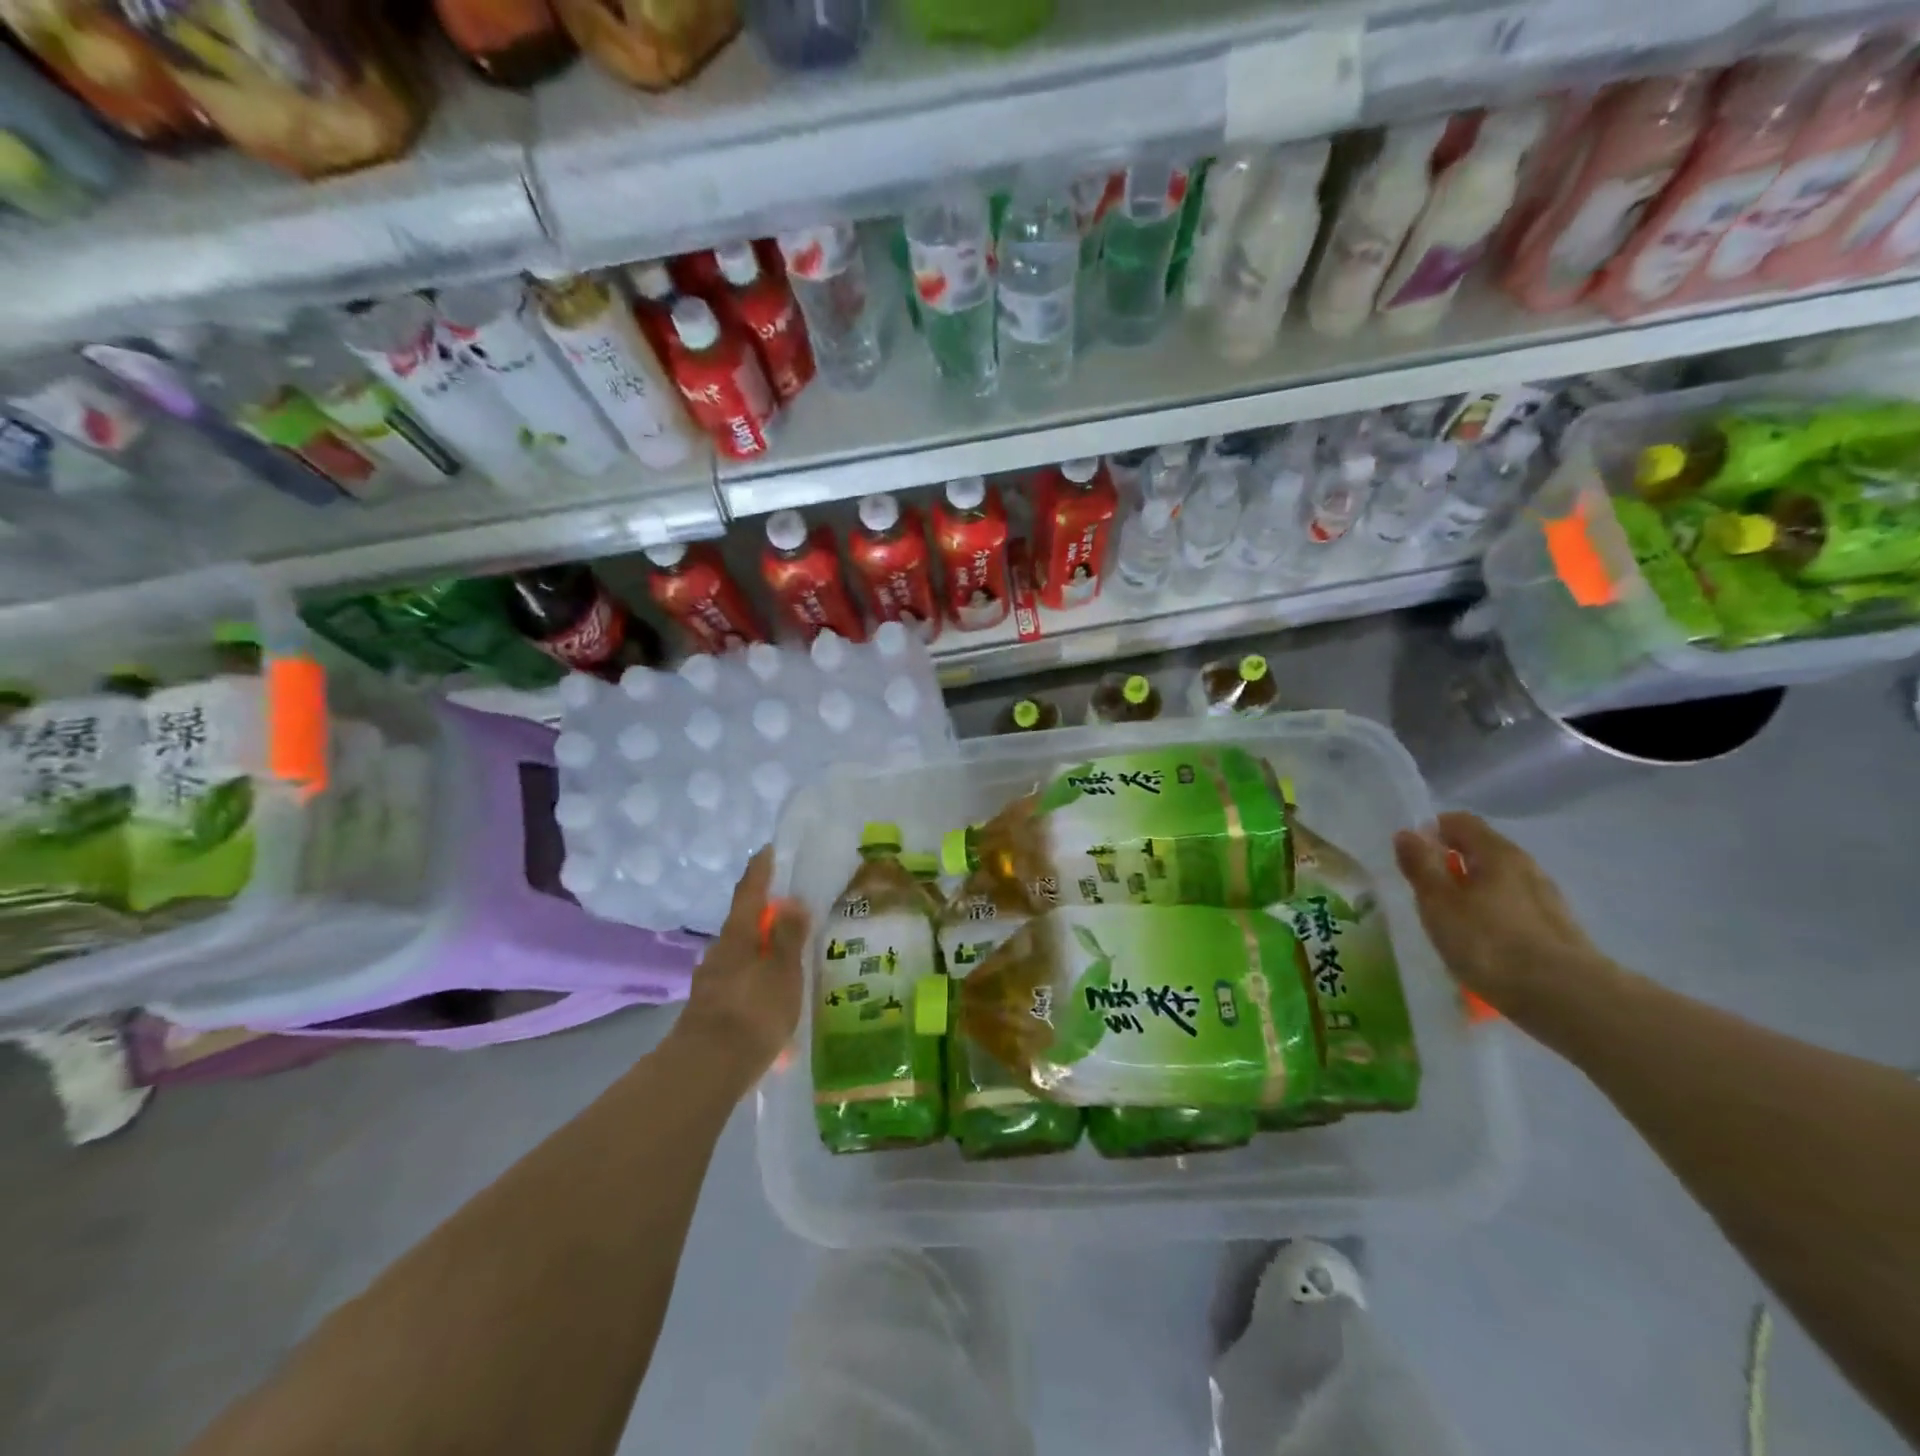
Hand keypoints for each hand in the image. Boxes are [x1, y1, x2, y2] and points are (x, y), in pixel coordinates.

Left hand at [675, 847, 809, 1083]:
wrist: (705, 1071)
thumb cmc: (752, 1012)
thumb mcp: (782, 972)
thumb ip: (787, 936)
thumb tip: (790, 899)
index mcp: (738, 936)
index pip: (750, 892)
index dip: (760, 871)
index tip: (768, 851)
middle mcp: (720, 952)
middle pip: (743, 925)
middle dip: (765, 919)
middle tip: (791, 916)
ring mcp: (711, 982)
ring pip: (742, 958)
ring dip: (763, 956)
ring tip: (788, 966)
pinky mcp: (710, 1010)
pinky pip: (740, 987)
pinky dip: (758, 987)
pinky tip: (773, 1010)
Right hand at [1393, 811, 1609, 1018]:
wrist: (1567, 999)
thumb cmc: (1490, 943)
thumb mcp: (1439, 903)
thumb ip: (1421, 866)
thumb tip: (1407, 833)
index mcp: (1498, 853)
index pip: (1460, 822)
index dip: (1432, 831)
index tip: (1412, 857)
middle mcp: (1526, 867)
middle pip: (1482, 851)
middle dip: (1451, 865)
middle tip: (1426, 894)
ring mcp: (1547, 900)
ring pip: (1499, 883)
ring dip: (1472, 893)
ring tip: (1451, 924)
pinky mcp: (1557, 932)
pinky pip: (1514, 911)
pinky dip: (1493, 918)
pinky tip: (1482, 946)